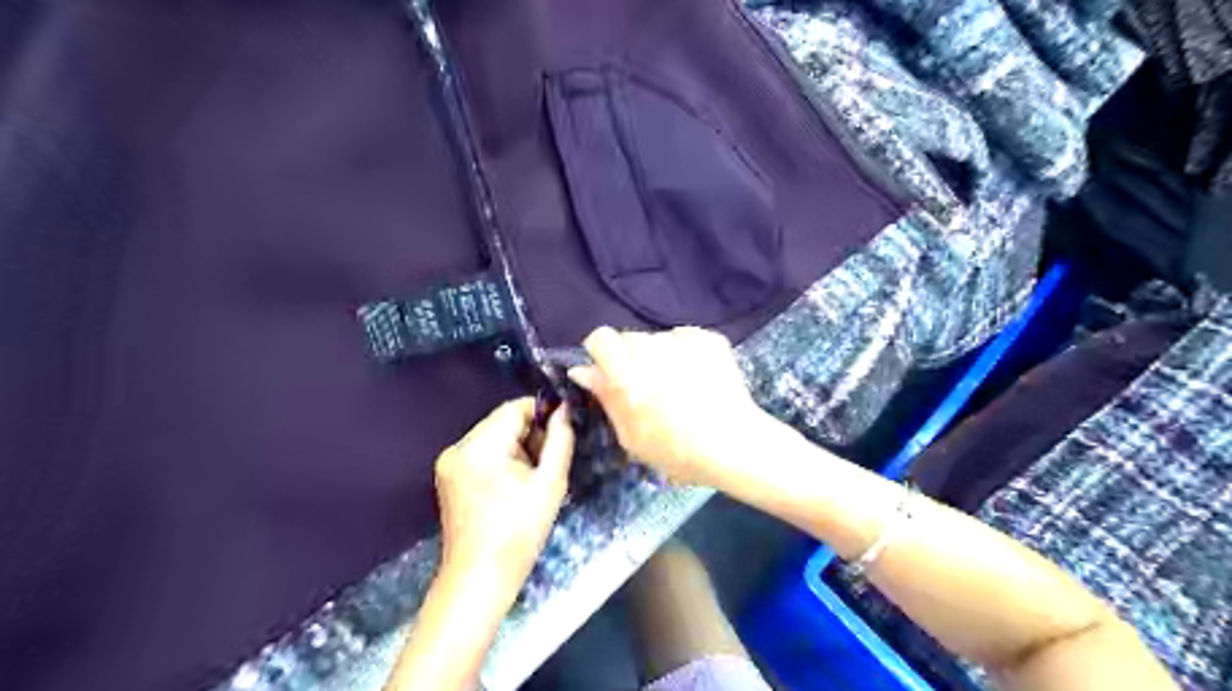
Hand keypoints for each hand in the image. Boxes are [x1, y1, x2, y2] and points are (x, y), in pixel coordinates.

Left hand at [433, 399, 572, 599]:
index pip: (514, 409)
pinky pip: (481, 453)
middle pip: (501, 422)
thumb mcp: (550, 484)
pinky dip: (500, 460)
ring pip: (492, 436)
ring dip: (515, 448)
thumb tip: (564, 410)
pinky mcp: (447, 476)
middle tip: (546, 465)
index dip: (542, 414)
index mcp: (479, 447)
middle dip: (528, 435)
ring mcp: (448, 462)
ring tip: (528, 480)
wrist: (480, 578)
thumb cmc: (520, 532)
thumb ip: (560, 441)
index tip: (560, 434)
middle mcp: (457, 447)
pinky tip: (510, 486)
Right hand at [568, 327, 762, 485]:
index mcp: (627, 373)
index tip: (610, 371)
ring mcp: (683, 341)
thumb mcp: (630, 435)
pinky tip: (698, 377)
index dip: (602, 352)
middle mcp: (652, 349)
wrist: (733, 445)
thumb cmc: (675, 451)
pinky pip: (686, 337)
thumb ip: (605, 397)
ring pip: (658, 338)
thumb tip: (582, 370)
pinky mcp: (709, 339)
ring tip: (678, 385)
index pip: (601, 338)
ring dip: (660, 355)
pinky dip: (686, 351)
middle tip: (647, 386)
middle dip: (632, 358)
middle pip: (630, 338)